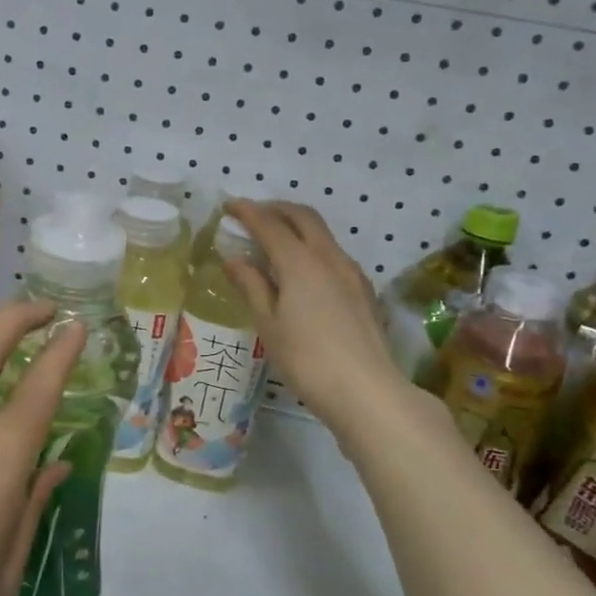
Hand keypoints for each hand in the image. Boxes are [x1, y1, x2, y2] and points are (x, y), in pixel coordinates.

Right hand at [221, 200, 409, 426]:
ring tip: (275, 240)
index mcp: (300, 263)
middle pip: (303, 217)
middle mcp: (329, 257)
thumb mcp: (269, 326)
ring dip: (297, 226)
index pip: (269, 224)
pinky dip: (313, 247)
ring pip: (323, 234)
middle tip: (254, 214)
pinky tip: (303, 270)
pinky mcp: (364, 290)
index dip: (247, 212)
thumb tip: (233, 259)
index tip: (229, 205)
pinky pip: (334, 254)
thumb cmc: (307, 360)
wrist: (366, 390)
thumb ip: (252, 287)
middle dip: (276, 208)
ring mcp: (352, 272)